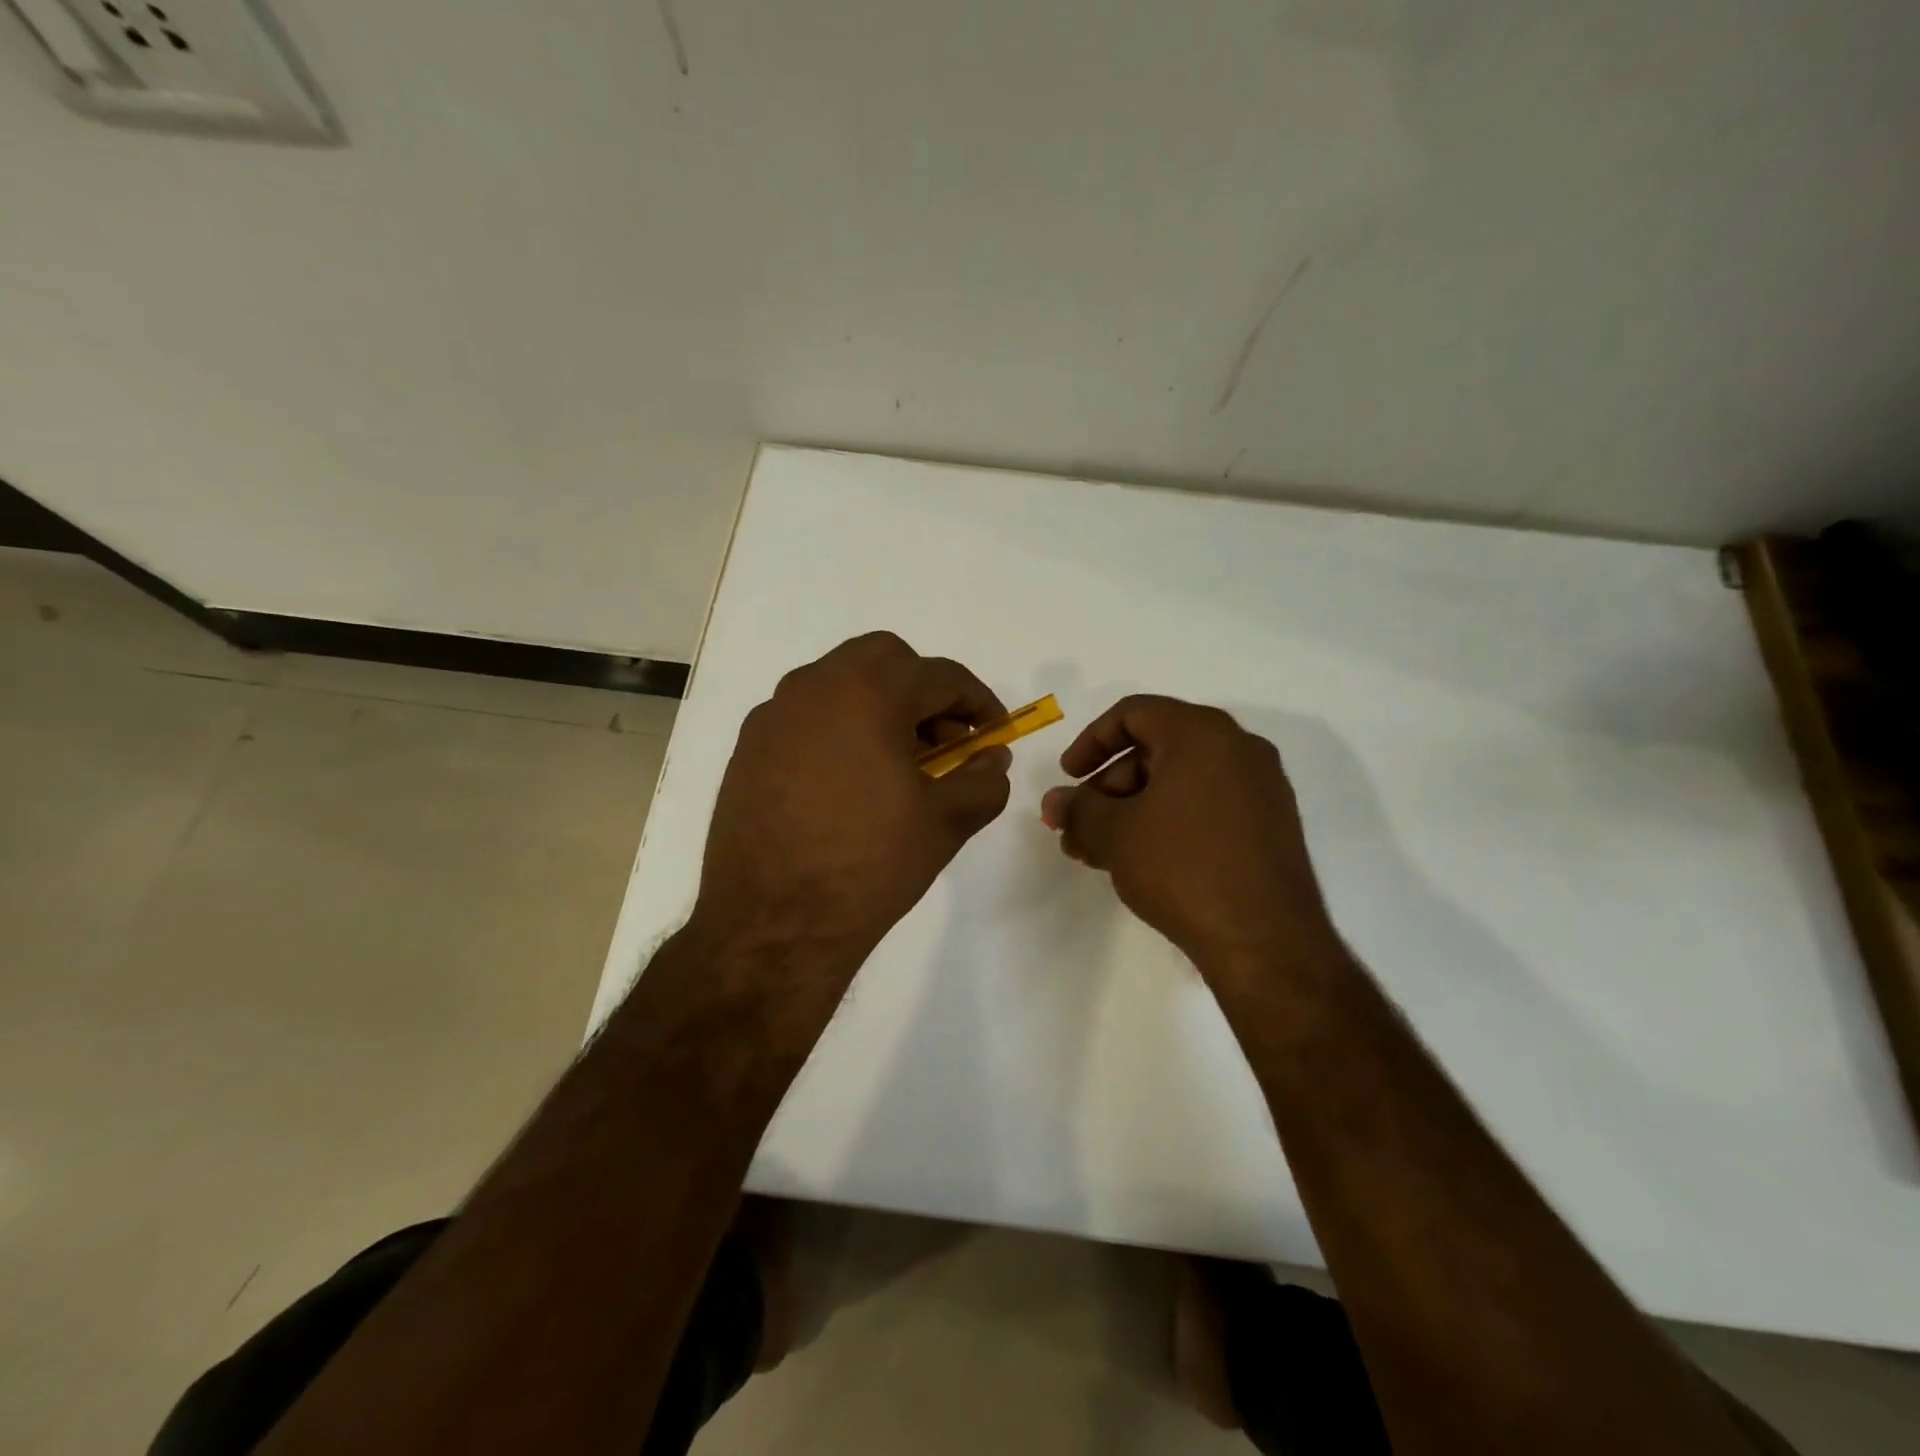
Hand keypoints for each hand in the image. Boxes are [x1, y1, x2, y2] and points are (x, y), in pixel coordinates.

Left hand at [692, 632, 1012, 959]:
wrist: (773, 924)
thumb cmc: (869, 865)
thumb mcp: (946, 822)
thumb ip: (983, 779)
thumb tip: (991, 759)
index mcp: (869, 692)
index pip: (941, 676)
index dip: (979, 702)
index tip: (994, 734)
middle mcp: (815, 686)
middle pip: (884, 660)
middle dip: (924, 691)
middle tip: (943, 740)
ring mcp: (774, 715)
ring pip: (840, 683)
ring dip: (879, 706)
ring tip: (899, 764)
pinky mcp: (749, 748)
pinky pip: (807, 716)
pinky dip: (840, 728)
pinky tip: (850, 782)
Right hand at [1039, 696, 1337, 970]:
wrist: (1266, 941)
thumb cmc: (1183, 868)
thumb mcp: (1115, 835)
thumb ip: (1077, 810)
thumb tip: (1055, 802)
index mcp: (1202, 734)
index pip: (1134, 713)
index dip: (1091, 741)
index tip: (1068, 776)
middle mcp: (1239, 749)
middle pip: (1157, 748)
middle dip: (1108, 786)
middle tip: (1081, 825)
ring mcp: (1261, 788)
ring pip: (1180, 781)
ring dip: (1133, 809)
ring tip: (1100, 852)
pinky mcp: (1270, 826)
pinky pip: (1207, 805)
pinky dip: (1168, 821)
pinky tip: (1142, 861)